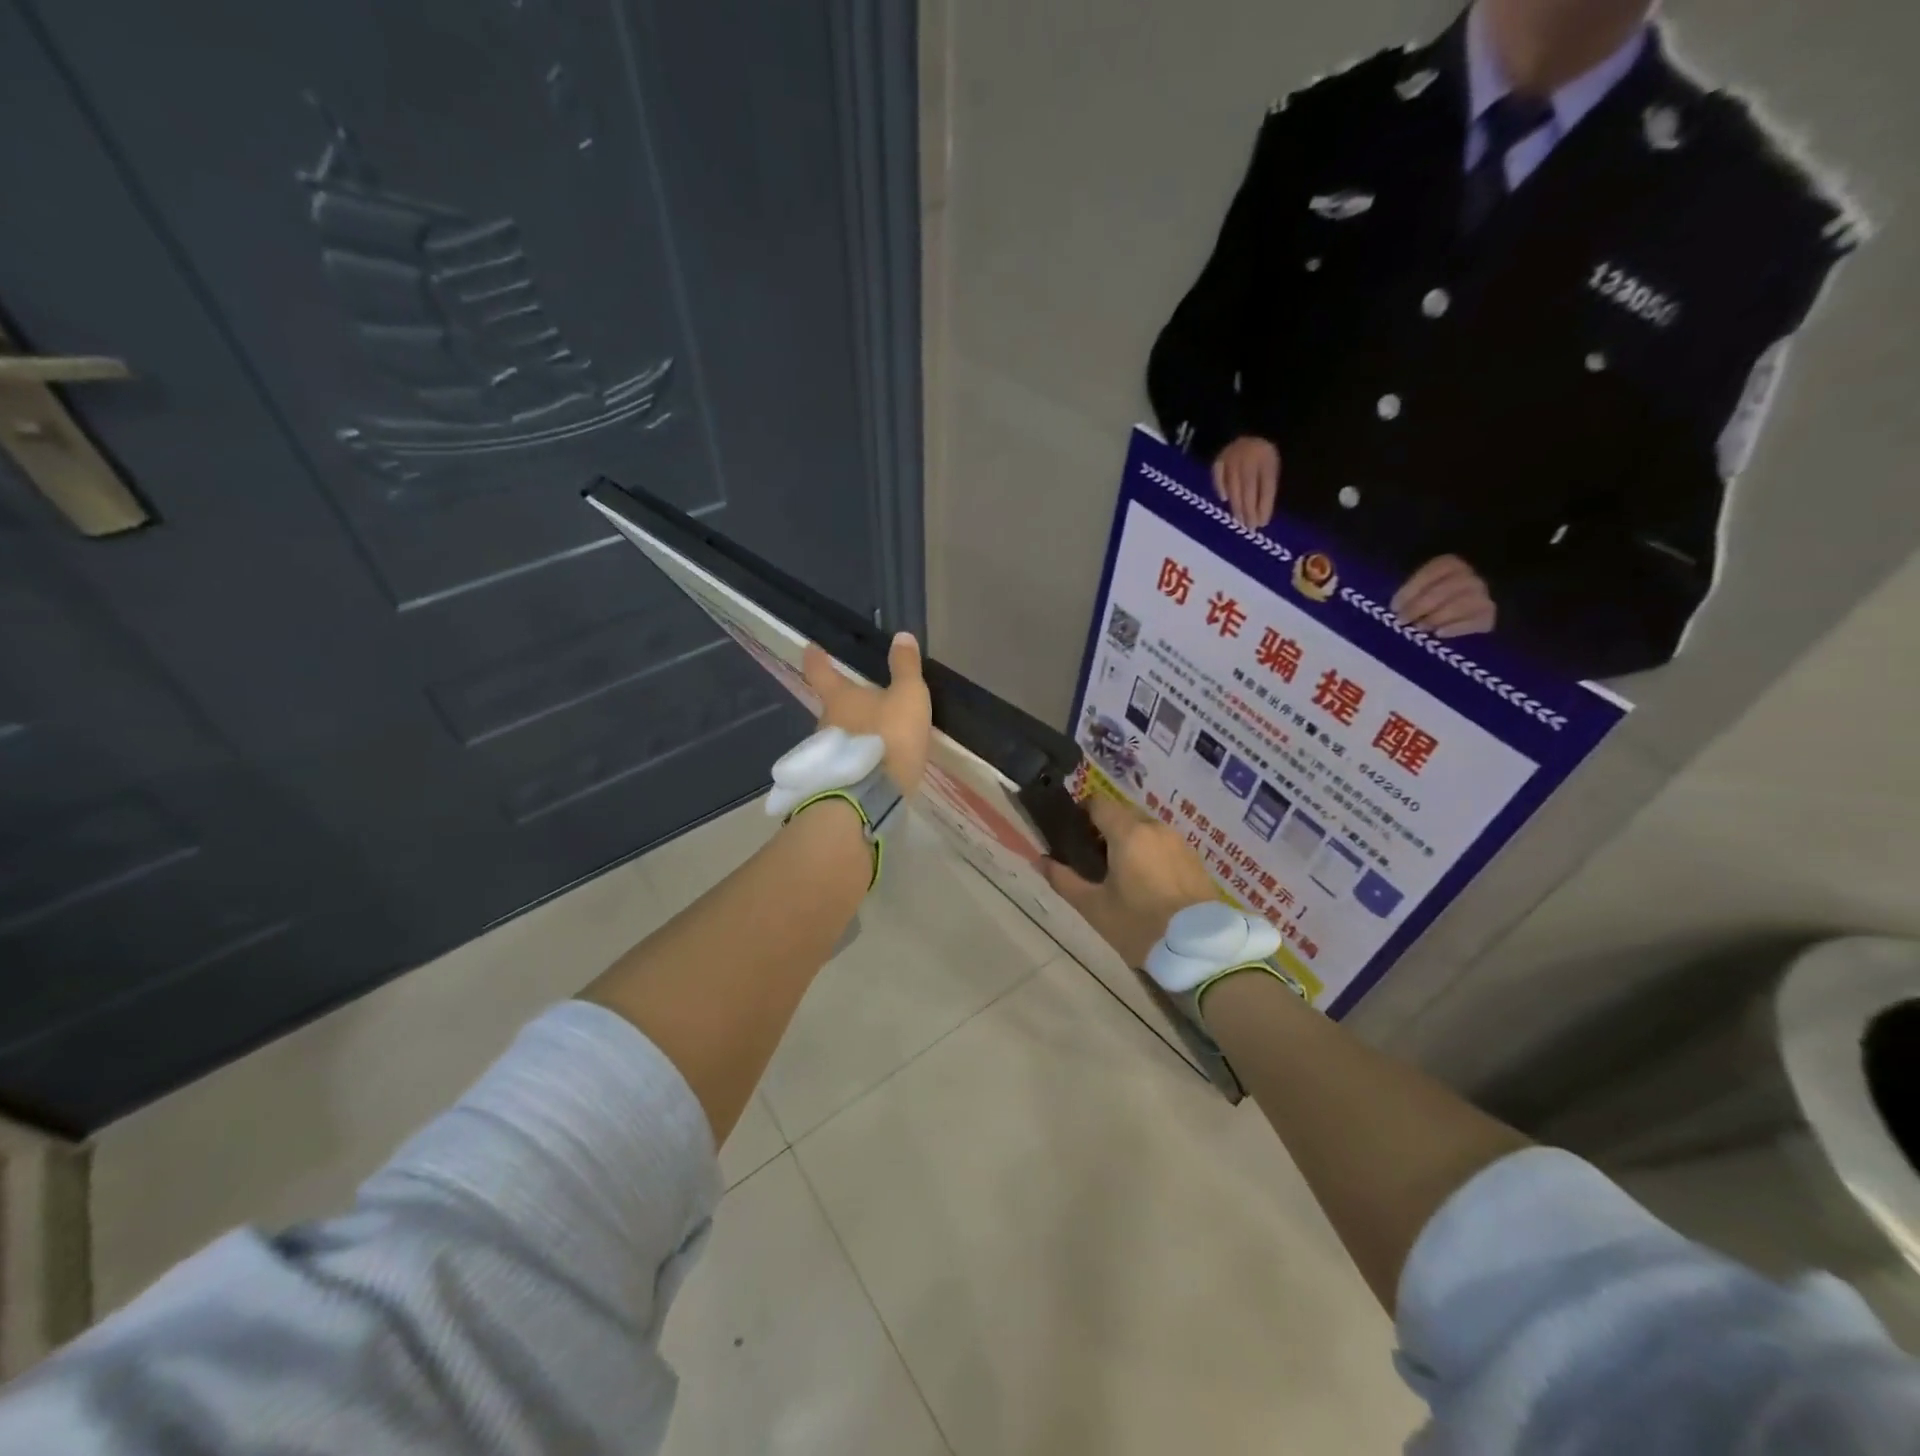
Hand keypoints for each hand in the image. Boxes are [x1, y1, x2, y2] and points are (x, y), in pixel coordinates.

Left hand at [802, 632, 931, 794]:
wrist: (871, 797)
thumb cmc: (889, 737)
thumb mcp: (908, 697)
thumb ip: (906, 668)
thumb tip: (901, 636)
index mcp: (839, 698)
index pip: (821, 672)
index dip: (817, 658)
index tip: (811, 648)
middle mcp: (825, 723)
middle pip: (831, 707)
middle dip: (844, 703)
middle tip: (862, 700)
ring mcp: (827, 754)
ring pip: (837, 736)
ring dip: (851, 734)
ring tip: (873, 737)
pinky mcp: (834, 780)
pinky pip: (845, 761)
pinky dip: (856, 758)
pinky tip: (872, 765)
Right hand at [1044, 794, 1218, 968]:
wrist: (1200, 950)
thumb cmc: (1140, 925)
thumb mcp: (1094, 907)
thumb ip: (1063, 880)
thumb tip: (1040, 860)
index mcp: (1128, 833)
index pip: (1098, 802)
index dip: (1081, 813)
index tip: (1072, 836)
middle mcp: (1155, 828)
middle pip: (1122, 815)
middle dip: (1104, 830)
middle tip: (1093, 862)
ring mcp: (1178, 842)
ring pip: (1145, 830)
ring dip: (1129, 842)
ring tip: (1121, 876)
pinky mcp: (1194, 859)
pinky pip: (1164, 845)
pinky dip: (1150, 854)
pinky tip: (1147, 885)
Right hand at [1212, 436, 1280, 528]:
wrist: (1249, 421)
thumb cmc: (1267, 447)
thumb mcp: (1276, 462)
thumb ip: (1270, 481)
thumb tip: (1264, 508)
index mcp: (1268, 457)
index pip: (1266, 486)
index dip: (1264, 505)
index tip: (1263, 523)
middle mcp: (1249, 458)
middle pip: (1248, 489)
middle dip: (1249, 510)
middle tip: (1249, 527)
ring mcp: (1232, 457)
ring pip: (1233, 486)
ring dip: (1236, 505)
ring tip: (1238, 521)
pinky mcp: (1219, 456)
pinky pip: (1218, 474)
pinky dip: (1220, 487)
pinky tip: (1223, 499)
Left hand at [1391, 555, 1496, 637]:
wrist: (1487, 598)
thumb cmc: (1439, 592)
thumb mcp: (1426, 583)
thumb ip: (1413, 591)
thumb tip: (1396, 609)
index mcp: (1450, 564)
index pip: (1429, 574)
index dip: (1409, 592)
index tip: (1394, 607)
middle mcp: (1469, 576)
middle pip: (1441, 592)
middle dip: (1417, 608)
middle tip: (1402, 621)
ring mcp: (1483, 594)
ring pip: (1457, 607)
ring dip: (1434, 619)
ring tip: (1419, 628)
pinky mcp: (1490, 614)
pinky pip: (1473, 622)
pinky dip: (1454, 628)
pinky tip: (1439, 633)